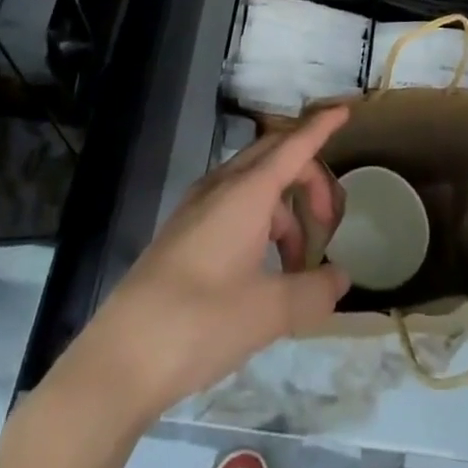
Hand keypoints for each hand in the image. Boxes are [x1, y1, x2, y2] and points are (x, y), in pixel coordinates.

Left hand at [67, 106, 351, 421]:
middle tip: (329, 221)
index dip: (321, 127)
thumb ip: (313, 291)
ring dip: (285, 212)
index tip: (346, 110)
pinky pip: (235, 205)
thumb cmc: (200, 323)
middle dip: (309, 179)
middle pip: (277, 158)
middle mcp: (222, 186)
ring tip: (297, 268)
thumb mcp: (268, 312)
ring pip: (256, 185)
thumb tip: (340, 278)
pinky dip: (261, 223)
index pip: (294, 145)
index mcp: (247, 193)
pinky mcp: (185, 230)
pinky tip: (263, 270)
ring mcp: (199, 206)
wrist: (121, 357)